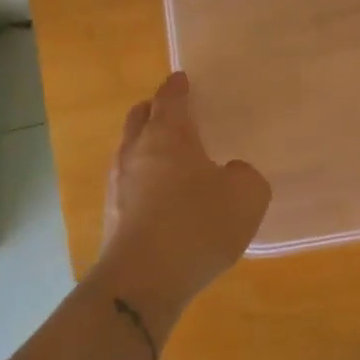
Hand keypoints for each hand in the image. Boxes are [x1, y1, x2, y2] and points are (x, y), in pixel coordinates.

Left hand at [98, 72, 270, 305]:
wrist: (143, 280)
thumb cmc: (198, 224)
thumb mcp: (247, 195)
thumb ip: (245, 175)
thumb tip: (230, 173)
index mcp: (168, 135)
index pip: (170, 99)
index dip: (177, 87)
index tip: (181, 79)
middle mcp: (136, 152)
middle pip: (139, 118)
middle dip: (153, 110)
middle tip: (171, 112)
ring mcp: (118, 185)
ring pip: (129, 151)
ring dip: (145, 146)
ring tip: (167, 156)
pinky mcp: (112, 217)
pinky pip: (128, 185)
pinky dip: (142, 181)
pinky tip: (160, 198)